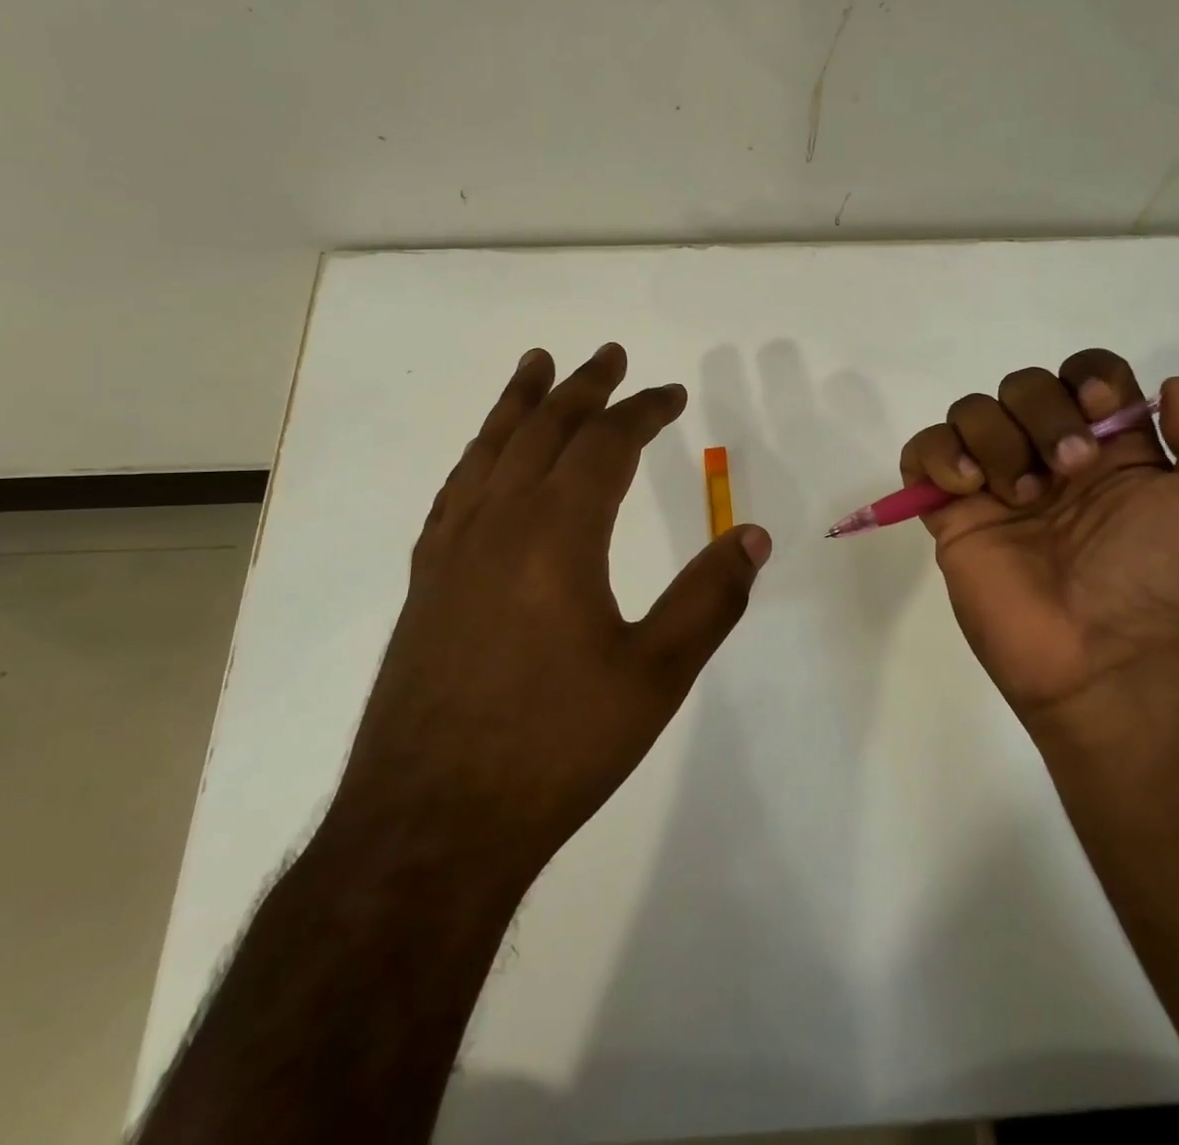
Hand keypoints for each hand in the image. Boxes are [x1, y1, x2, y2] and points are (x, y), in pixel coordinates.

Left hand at [334, 343, 771, 890]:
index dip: (642, 411)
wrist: (433, 824)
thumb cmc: (556, 746)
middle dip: (582, 388)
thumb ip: (709, 598)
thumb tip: (752, 535)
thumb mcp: (656, 675)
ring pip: (489, 452)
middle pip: (542, 431)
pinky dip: (478, 458)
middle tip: (608, 354)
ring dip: (518, 404)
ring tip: (535, 366)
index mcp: (557, 534)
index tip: (671, 393)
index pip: (605, 445)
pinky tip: (484, 460)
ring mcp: (452, 552)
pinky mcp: (426, 584)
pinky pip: (455, 494)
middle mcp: (498, 524)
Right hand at [900, 350, 1178, 729]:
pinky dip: (937, 454)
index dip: (1087, 380)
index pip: (1084, 375)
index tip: (1099, 416)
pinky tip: (967, 488)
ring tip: (1018, 497)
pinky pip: (921, 452)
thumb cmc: (1166, 577)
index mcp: (1111, 449)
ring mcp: (996, 484)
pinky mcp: (952, 514)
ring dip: (994, 439)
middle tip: (1066, 473)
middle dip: (1043, 414)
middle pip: (1022, 384)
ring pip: (970, 411)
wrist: (1107, 657)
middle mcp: (1050, 457)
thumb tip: (1167, 390)